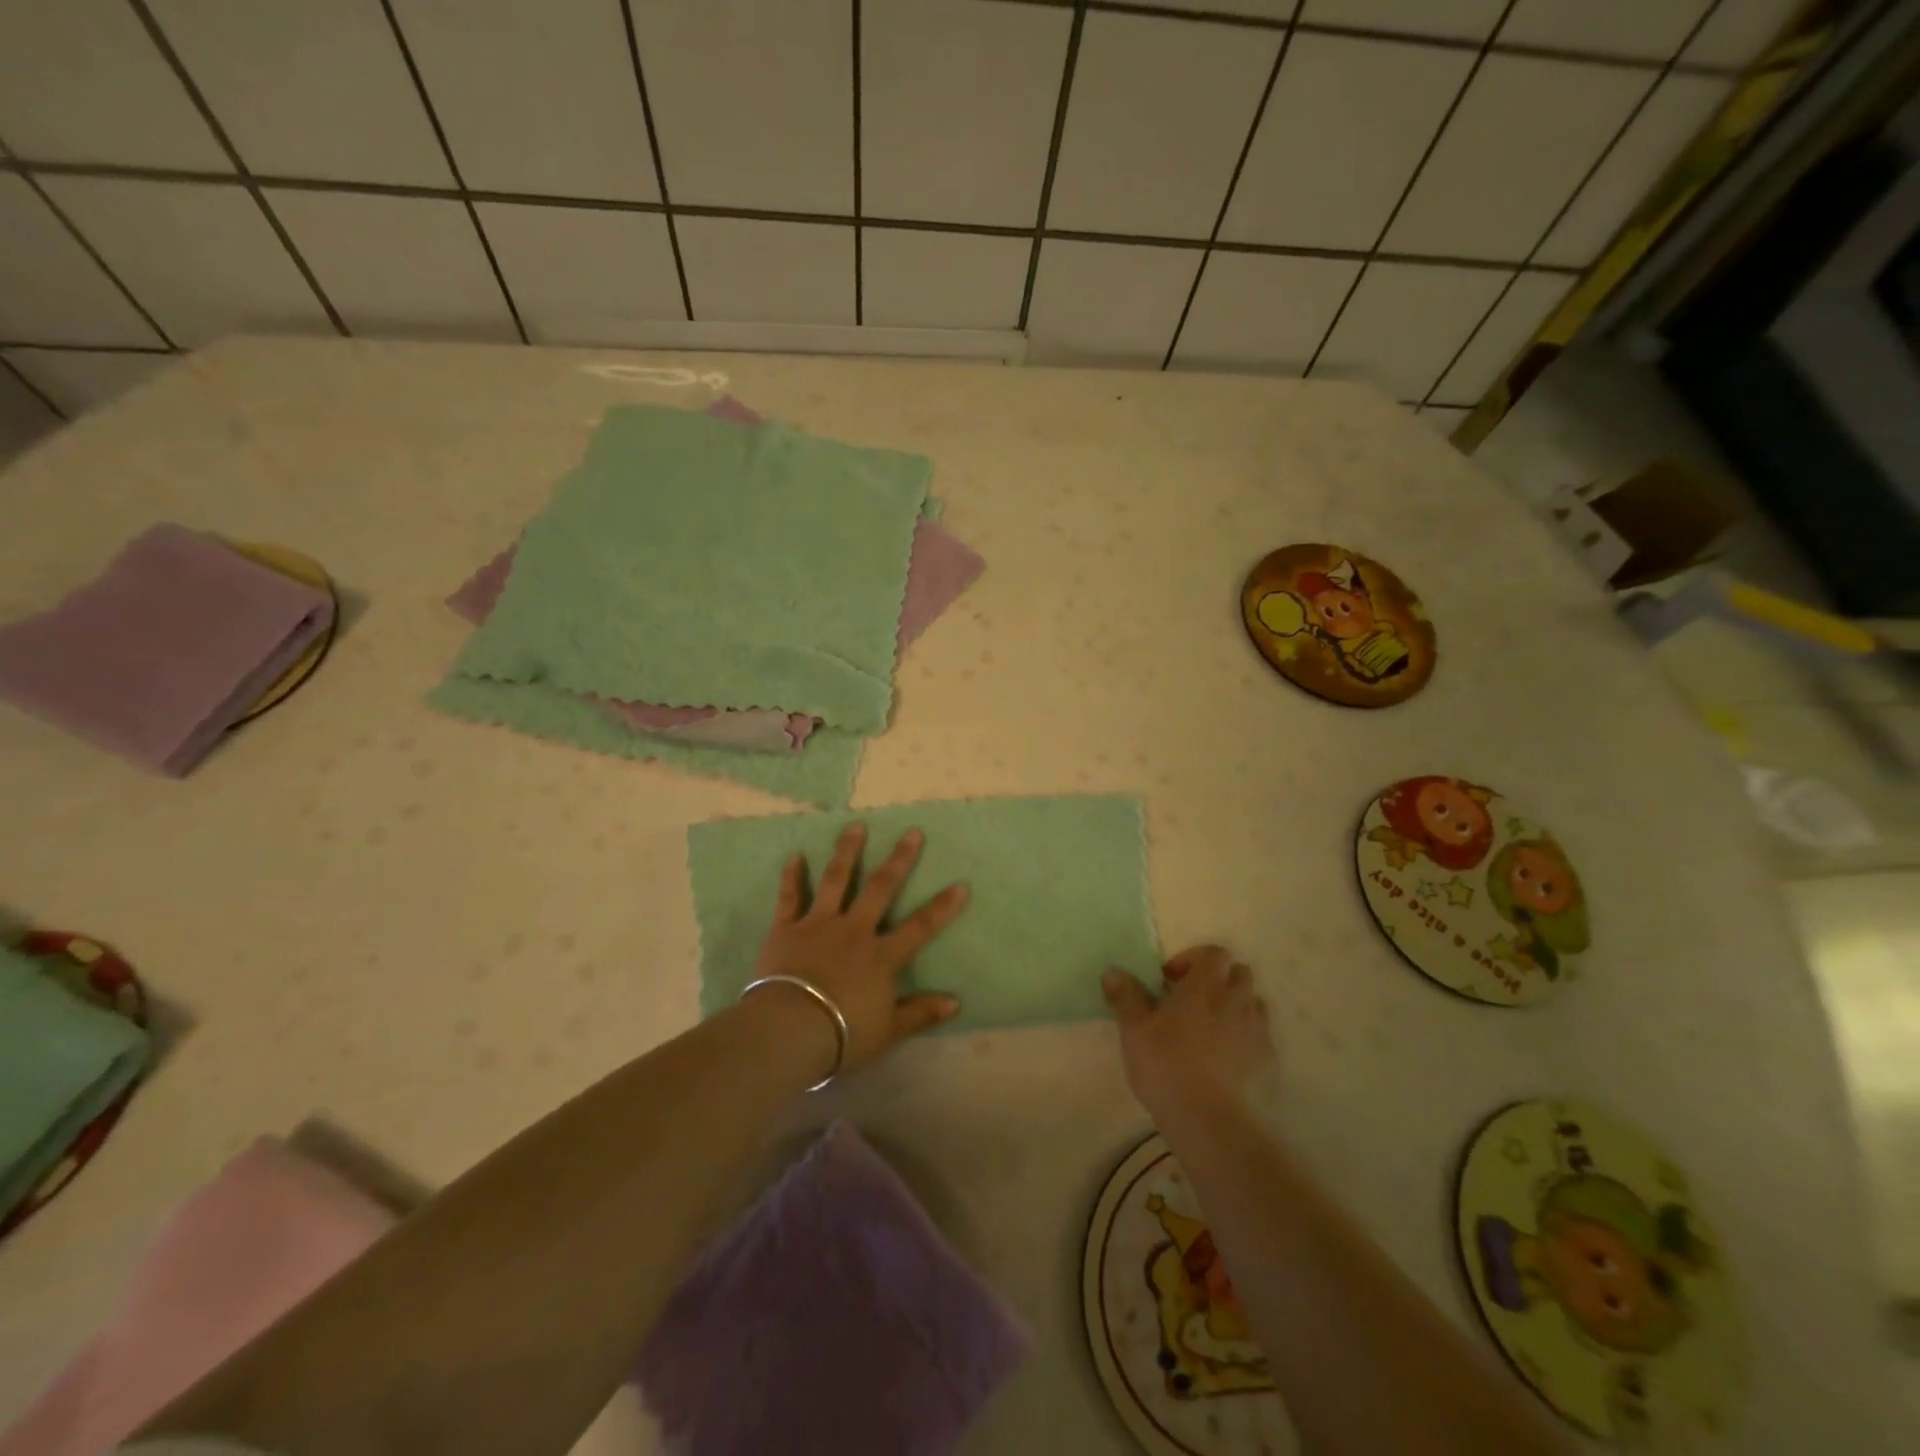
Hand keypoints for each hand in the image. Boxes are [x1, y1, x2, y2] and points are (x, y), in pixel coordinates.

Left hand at [748, 822, 968, 1077]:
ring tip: (856, 826)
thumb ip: (920, 1012)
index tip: (961, 884)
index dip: (942, 907)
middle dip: (899, 860)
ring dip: (848, 852)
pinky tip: (795, 856)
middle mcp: (854, 931)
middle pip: (881, 889)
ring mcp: (818, 925)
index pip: (920, 927)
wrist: (789, 1029)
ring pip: (836, 881)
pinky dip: (792, 877)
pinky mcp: (786, 929)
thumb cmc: (842, 1034)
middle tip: (912, 832)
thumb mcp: (889, 1030)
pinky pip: (790, 898)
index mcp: (881, 956)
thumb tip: (956, 1002)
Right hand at [1102, 945, 1273, 1125]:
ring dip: (1235, 1007)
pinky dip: (1245, 1038)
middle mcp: (1236, 1000)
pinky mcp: (1267, 1060)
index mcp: (1205, 985)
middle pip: (1239, 973)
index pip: (1214, 953)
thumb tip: (1112, 972)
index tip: (1170, 981)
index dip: (1193, 959)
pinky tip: (1225, 1060)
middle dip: (1218, 981)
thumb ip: (1125, 996)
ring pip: (1253, 1004)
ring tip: (1210, 1030)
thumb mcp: (1134, 1029)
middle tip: (1191, 1002)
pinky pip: (1260, 1036)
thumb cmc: (1166, 1064)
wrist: (1209, 1120)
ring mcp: (1257, 1030)